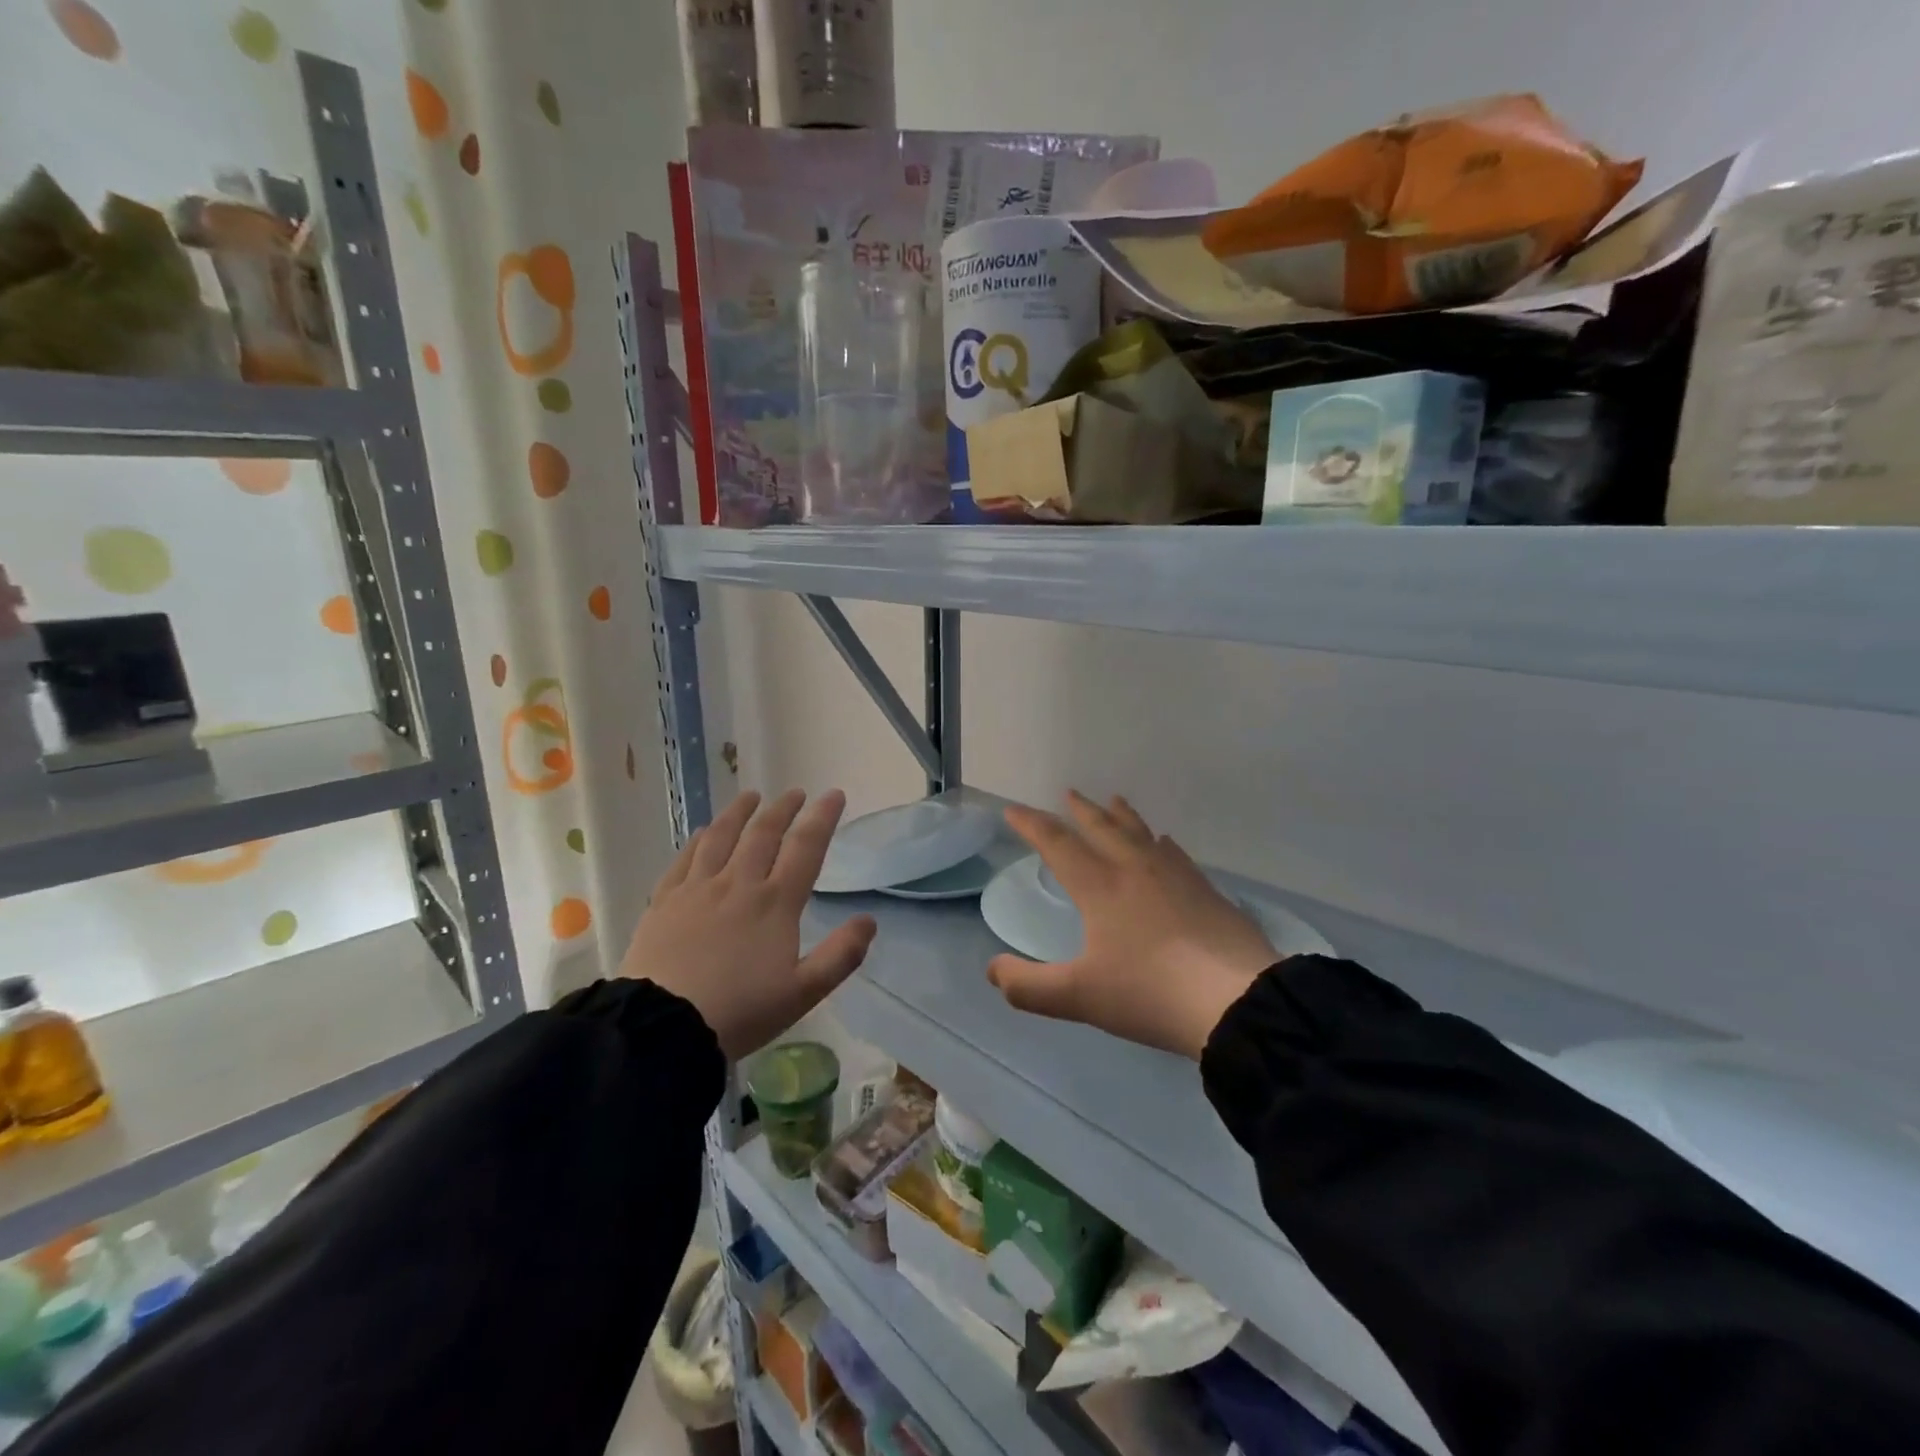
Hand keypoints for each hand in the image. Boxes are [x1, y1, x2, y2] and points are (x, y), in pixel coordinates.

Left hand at [622, 788, 876, 1059]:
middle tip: (794, 793)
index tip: (833, 795)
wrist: (663, 1027)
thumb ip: (841, 955)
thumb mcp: (803, 993)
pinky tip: (704, 833)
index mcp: (776, 903)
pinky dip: (699, 839)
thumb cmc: (740, 1011)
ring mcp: (698, 889)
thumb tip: (869, 920)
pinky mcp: (664, 901)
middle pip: (764, 834)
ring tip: (751, 796)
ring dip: (740, 813)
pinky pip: (685, 859)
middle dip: (783, 809)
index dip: (822, 818)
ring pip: (722, 837)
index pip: (805, 848)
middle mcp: (739, 884)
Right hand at [987, 792, 1279, 1059]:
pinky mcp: (1206, 891)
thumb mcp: (1079, 996)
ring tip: (1114, 800)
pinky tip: (1165, 844)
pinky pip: (1175, 853)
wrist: (1235, 999)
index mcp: (1100, 886)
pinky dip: (1160, 842)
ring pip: (1141, 833)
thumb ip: (1029, 986)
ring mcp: (1175, 876)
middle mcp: (1135, 869)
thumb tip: (993, 971)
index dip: (1032, 825)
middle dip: (1080, 810)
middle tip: (1069, 793)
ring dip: (1121, 816)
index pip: (1058, 844)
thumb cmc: (1149, 992)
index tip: (1014, 809)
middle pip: (1102, 828)